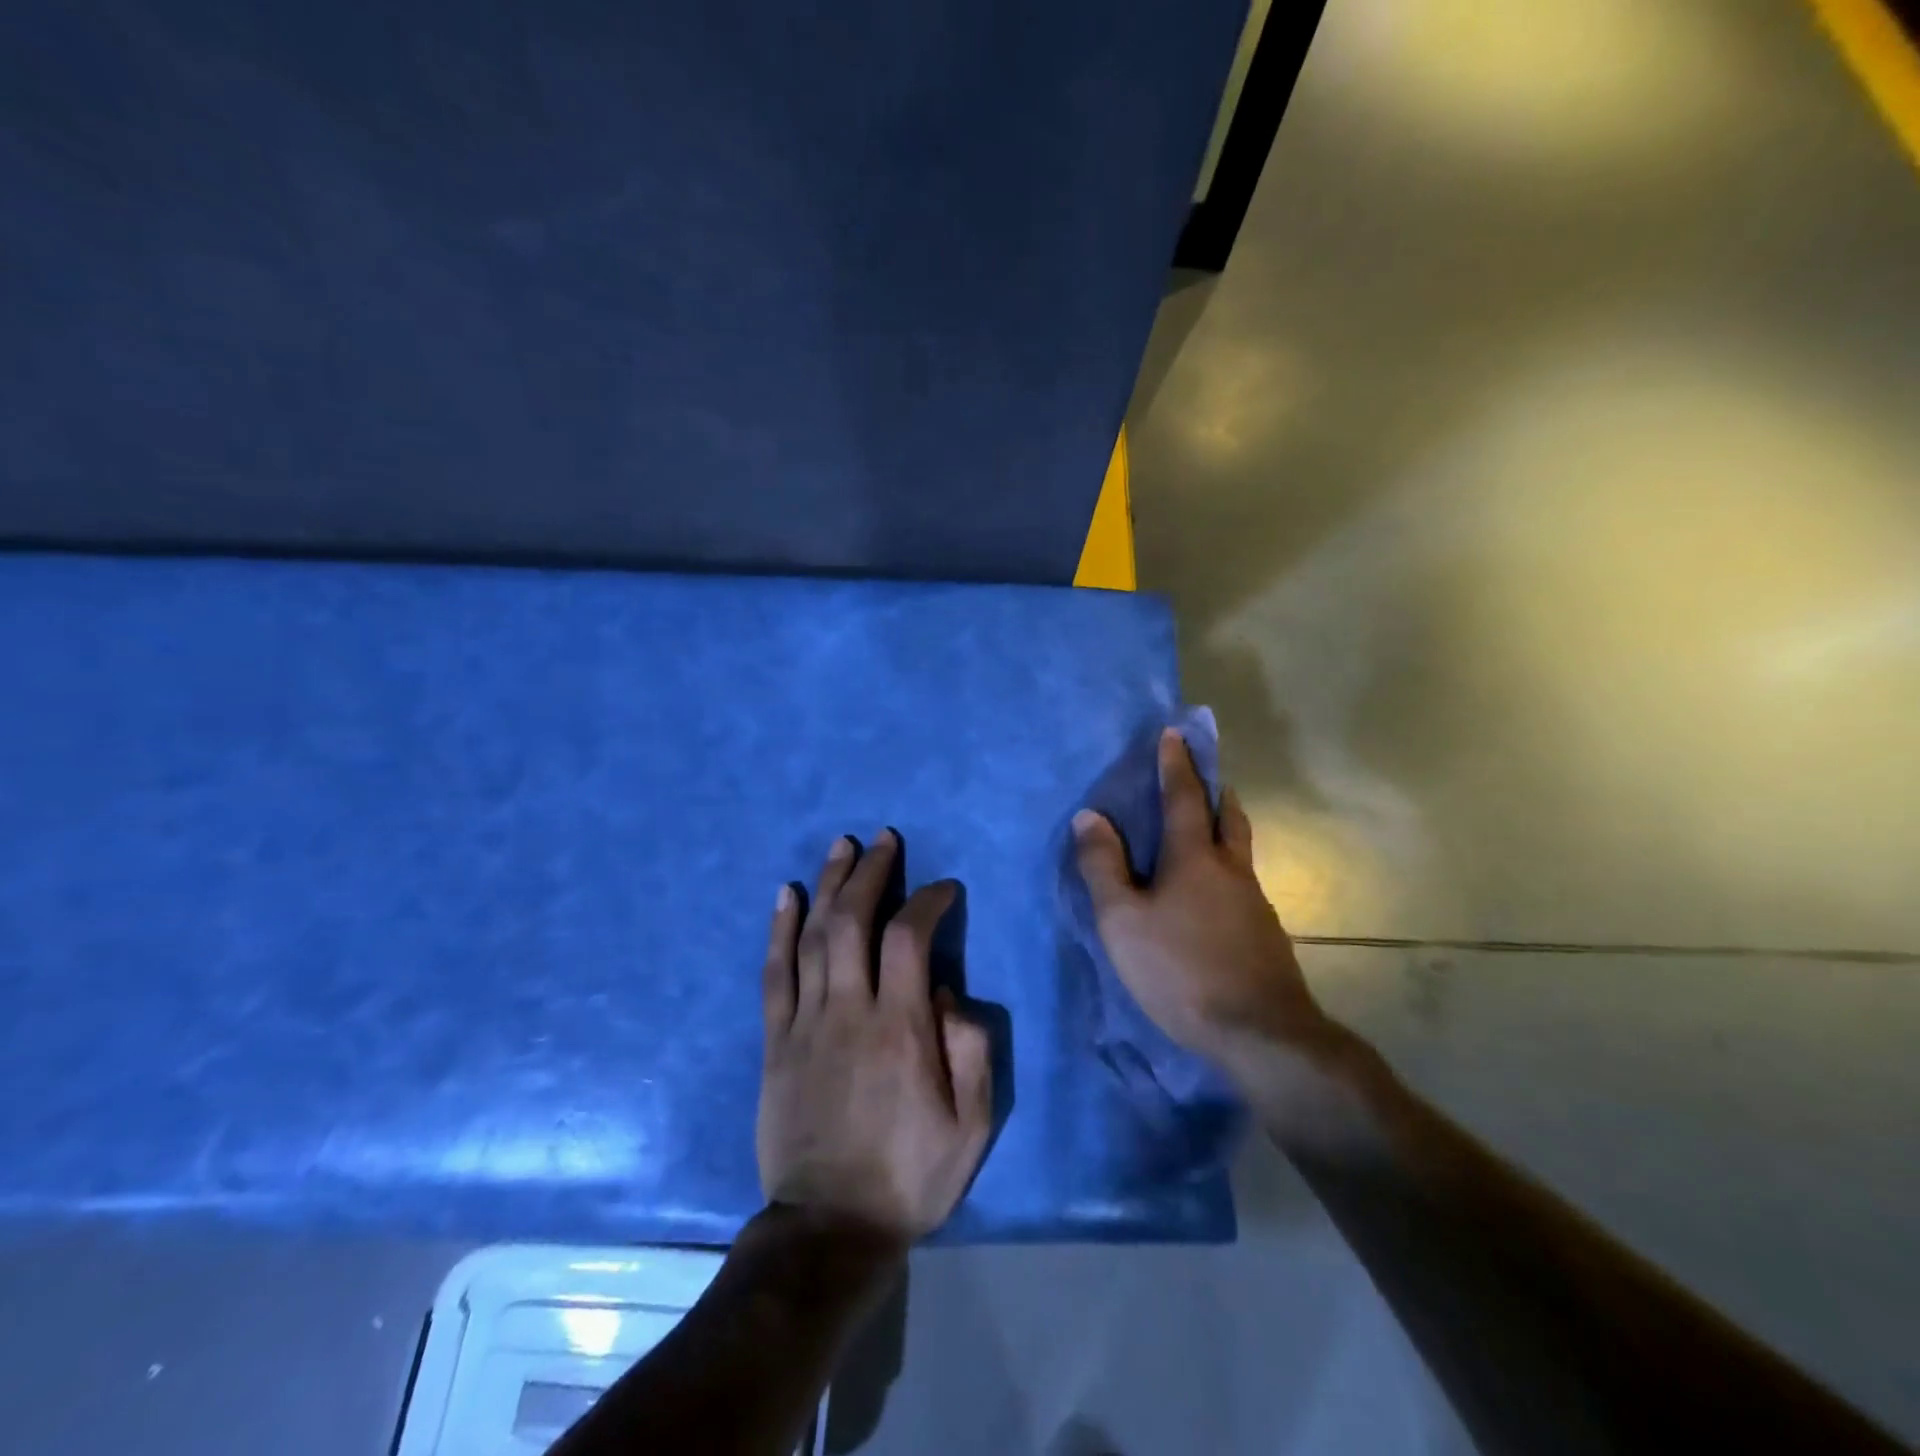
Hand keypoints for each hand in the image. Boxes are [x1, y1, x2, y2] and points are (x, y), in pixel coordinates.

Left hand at [757, 831, 992, 1244]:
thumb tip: (949, 993)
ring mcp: (805, 1023)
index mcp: (900, 1028)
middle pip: (853, 921)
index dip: (927, 901)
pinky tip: (784, 895)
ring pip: (813, 936)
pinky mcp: (775, 1041)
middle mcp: (849, 1011)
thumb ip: (970, 1051)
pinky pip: (774, 973)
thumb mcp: (971, 1126)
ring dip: (827, 885)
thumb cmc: (910, 1175)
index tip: (944, 889)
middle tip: (883, 839)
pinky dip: (778, 929)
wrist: (829, 1228)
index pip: (909, 938)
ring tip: (840, 846)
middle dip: (870, 872)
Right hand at [1073, 728, 1328, 1069]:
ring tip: (1210, 831)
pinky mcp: (1266, 935)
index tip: (1175, 734)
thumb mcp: (1122, 919)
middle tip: (1205, 777)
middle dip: (1215, 791)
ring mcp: (1255, 903)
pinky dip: (1228, 872)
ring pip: (1241, 852)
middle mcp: (1231, 869)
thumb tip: (1089, 816)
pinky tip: (1216, 897)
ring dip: (1227, 829)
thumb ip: (1103, 866)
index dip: (1176, 764)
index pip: (1183, 797)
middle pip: (1229, 817)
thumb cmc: (1180, 968)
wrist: (1259, 1032)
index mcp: (1194, 857)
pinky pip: (1244, 886)